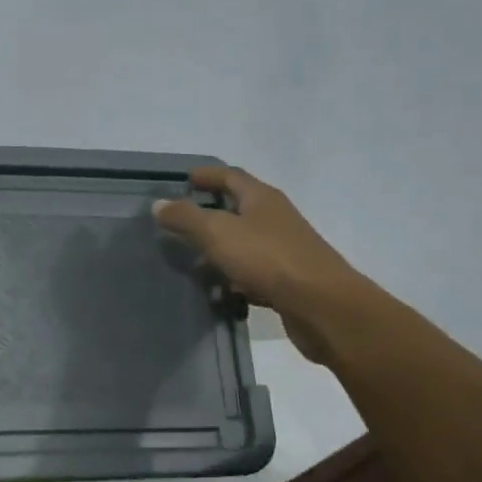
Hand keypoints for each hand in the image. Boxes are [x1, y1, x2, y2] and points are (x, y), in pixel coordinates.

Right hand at [153, 165, 370, 362]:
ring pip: (244, 242)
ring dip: (219, 248)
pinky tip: (218, 290)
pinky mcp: (288, 279)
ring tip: (191, 260)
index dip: (208, 175)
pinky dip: (233, 276)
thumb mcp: (218, 233)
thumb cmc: (268, 259)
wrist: (322, 305)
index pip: (231, 177)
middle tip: (181, 220)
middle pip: (239, 208)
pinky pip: (253, 271)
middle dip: (210, 212)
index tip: (186, 178)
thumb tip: (159, 204)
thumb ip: (186, 217)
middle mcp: (275, 218)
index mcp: (262, 198)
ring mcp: (284, 249)